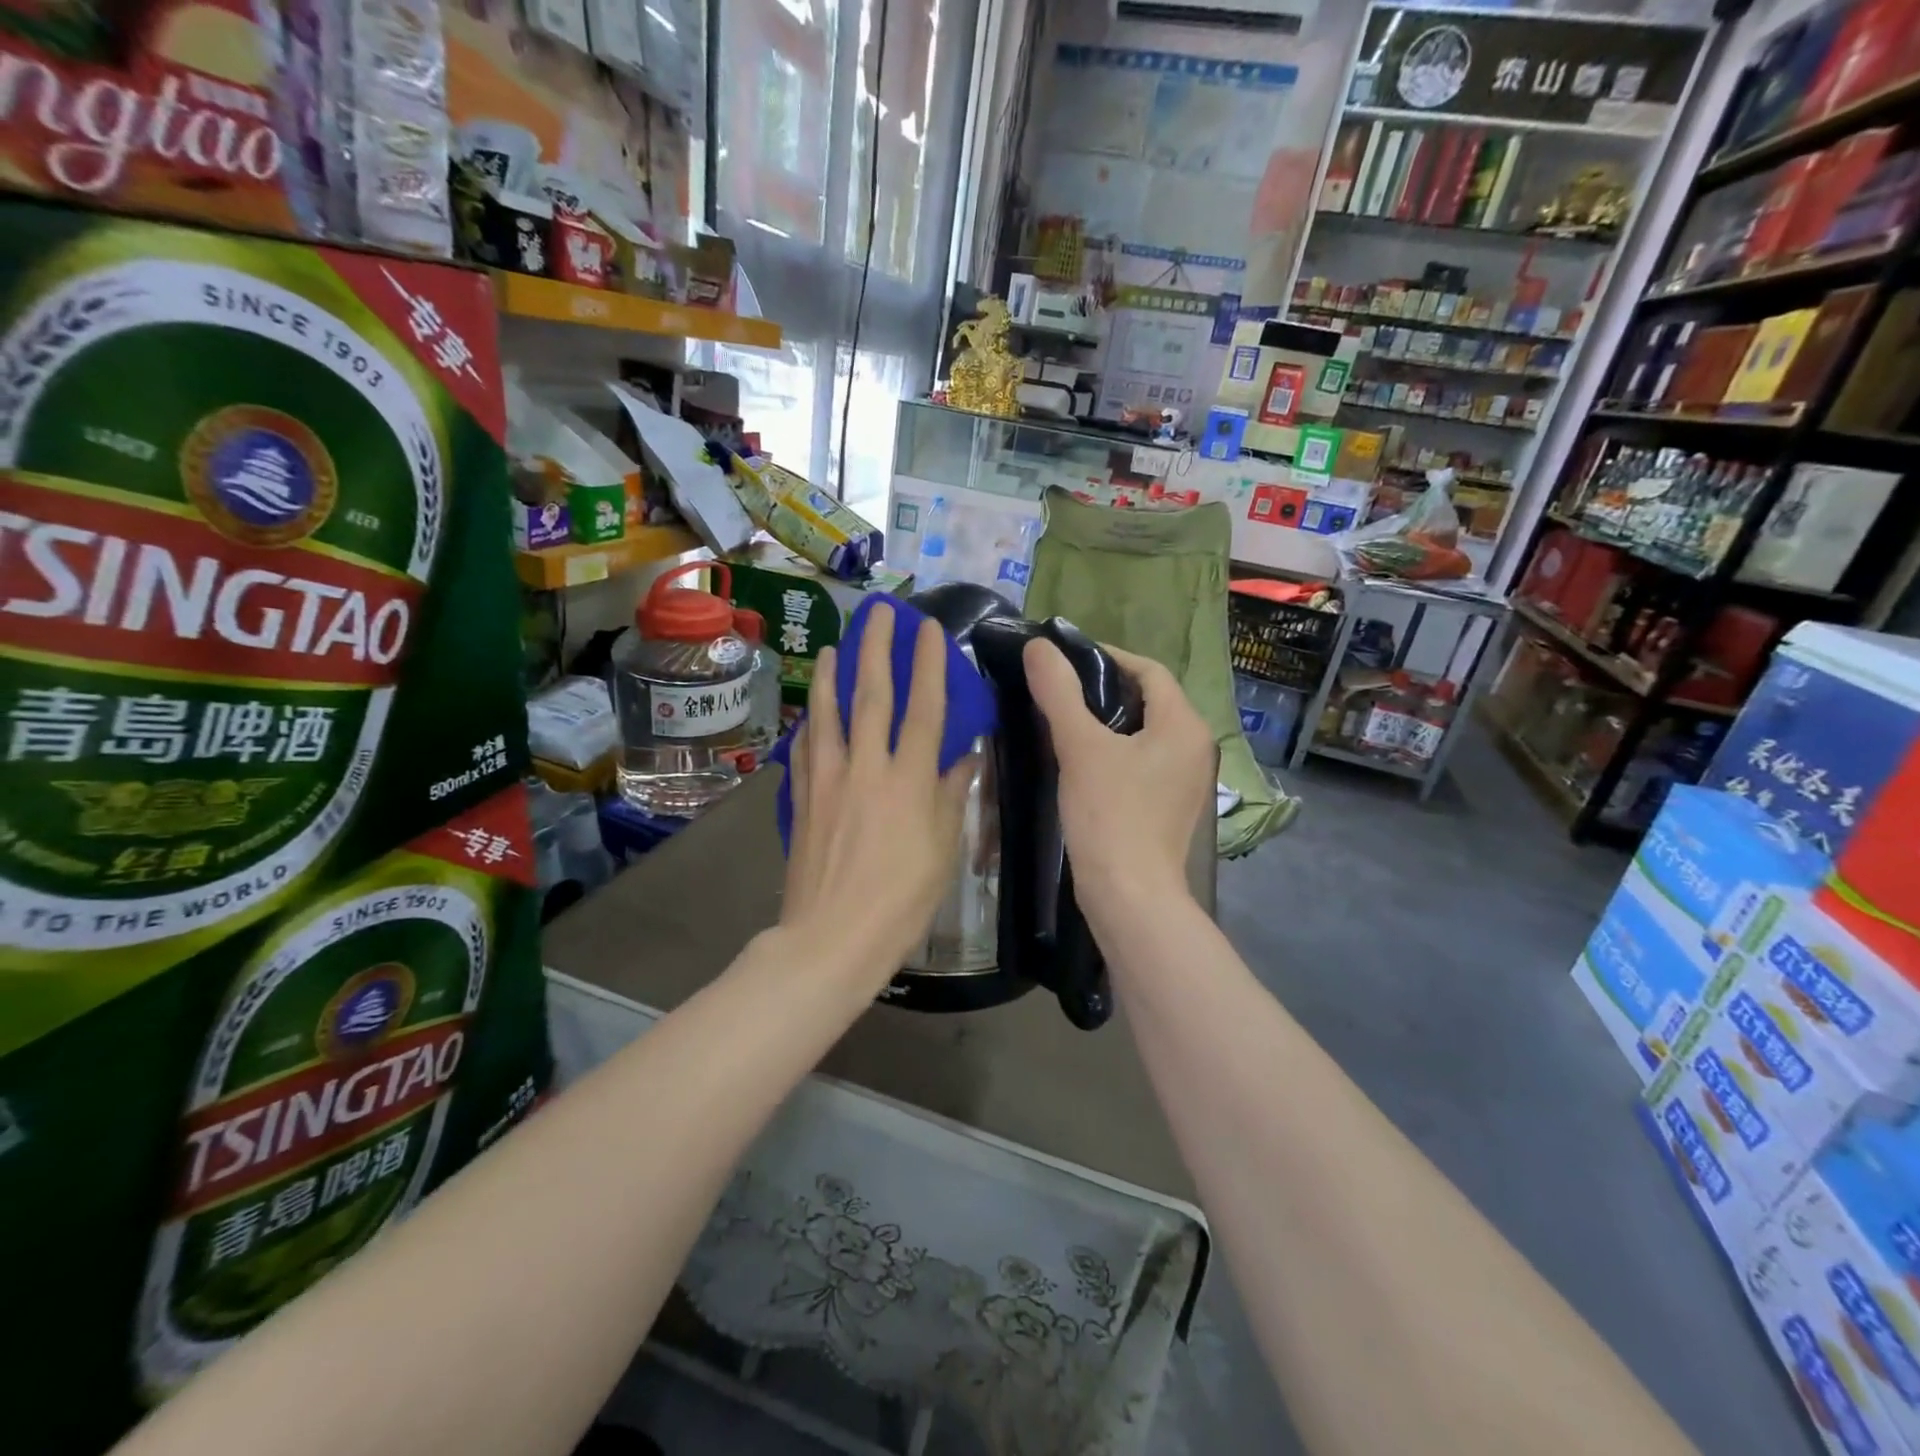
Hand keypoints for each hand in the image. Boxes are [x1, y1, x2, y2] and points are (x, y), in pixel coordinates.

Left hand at [782, 603, 972, 988]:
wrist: (832, 937)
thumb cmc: (901, 899)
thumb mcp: (943, 849)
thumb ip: (952, 795)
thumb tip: (965, 756)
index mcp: (909, 780)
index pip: (924, 709)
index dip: (928, 665)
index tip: (928, 629)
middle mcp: (866, 768)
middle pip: (872, 696)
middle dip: (877, 648)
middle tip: (879, 612)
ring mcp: (828, 780)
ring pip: (829, 715)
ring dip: (834, 676)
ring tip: (838, 646)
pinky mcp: (803, 799)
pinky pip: (806, 750)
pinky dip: (811, 724)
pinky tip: (812, 713)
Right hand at [1023, 638, 1213, 925]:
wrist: (1130, 897)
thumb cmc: (1110, 816)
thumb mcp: (1080, 747)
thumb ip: (1059, 692)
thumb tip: (1039, 647)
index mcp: (1184, 725)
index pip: (1149, 670)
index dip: (1107, 657)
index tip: (1064, 660)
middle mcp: (1195, 747)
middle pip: (1149, 700)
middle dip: (1104, 690)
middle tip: (1058, 690)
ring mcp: (1187, 780)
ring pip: (1145, 733)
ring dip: (1108, 722)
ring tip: (1063, 721)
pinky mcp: (1171, 806)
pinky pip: (1144, 761)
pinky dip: (1115, 751)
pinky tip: (1082, 762)